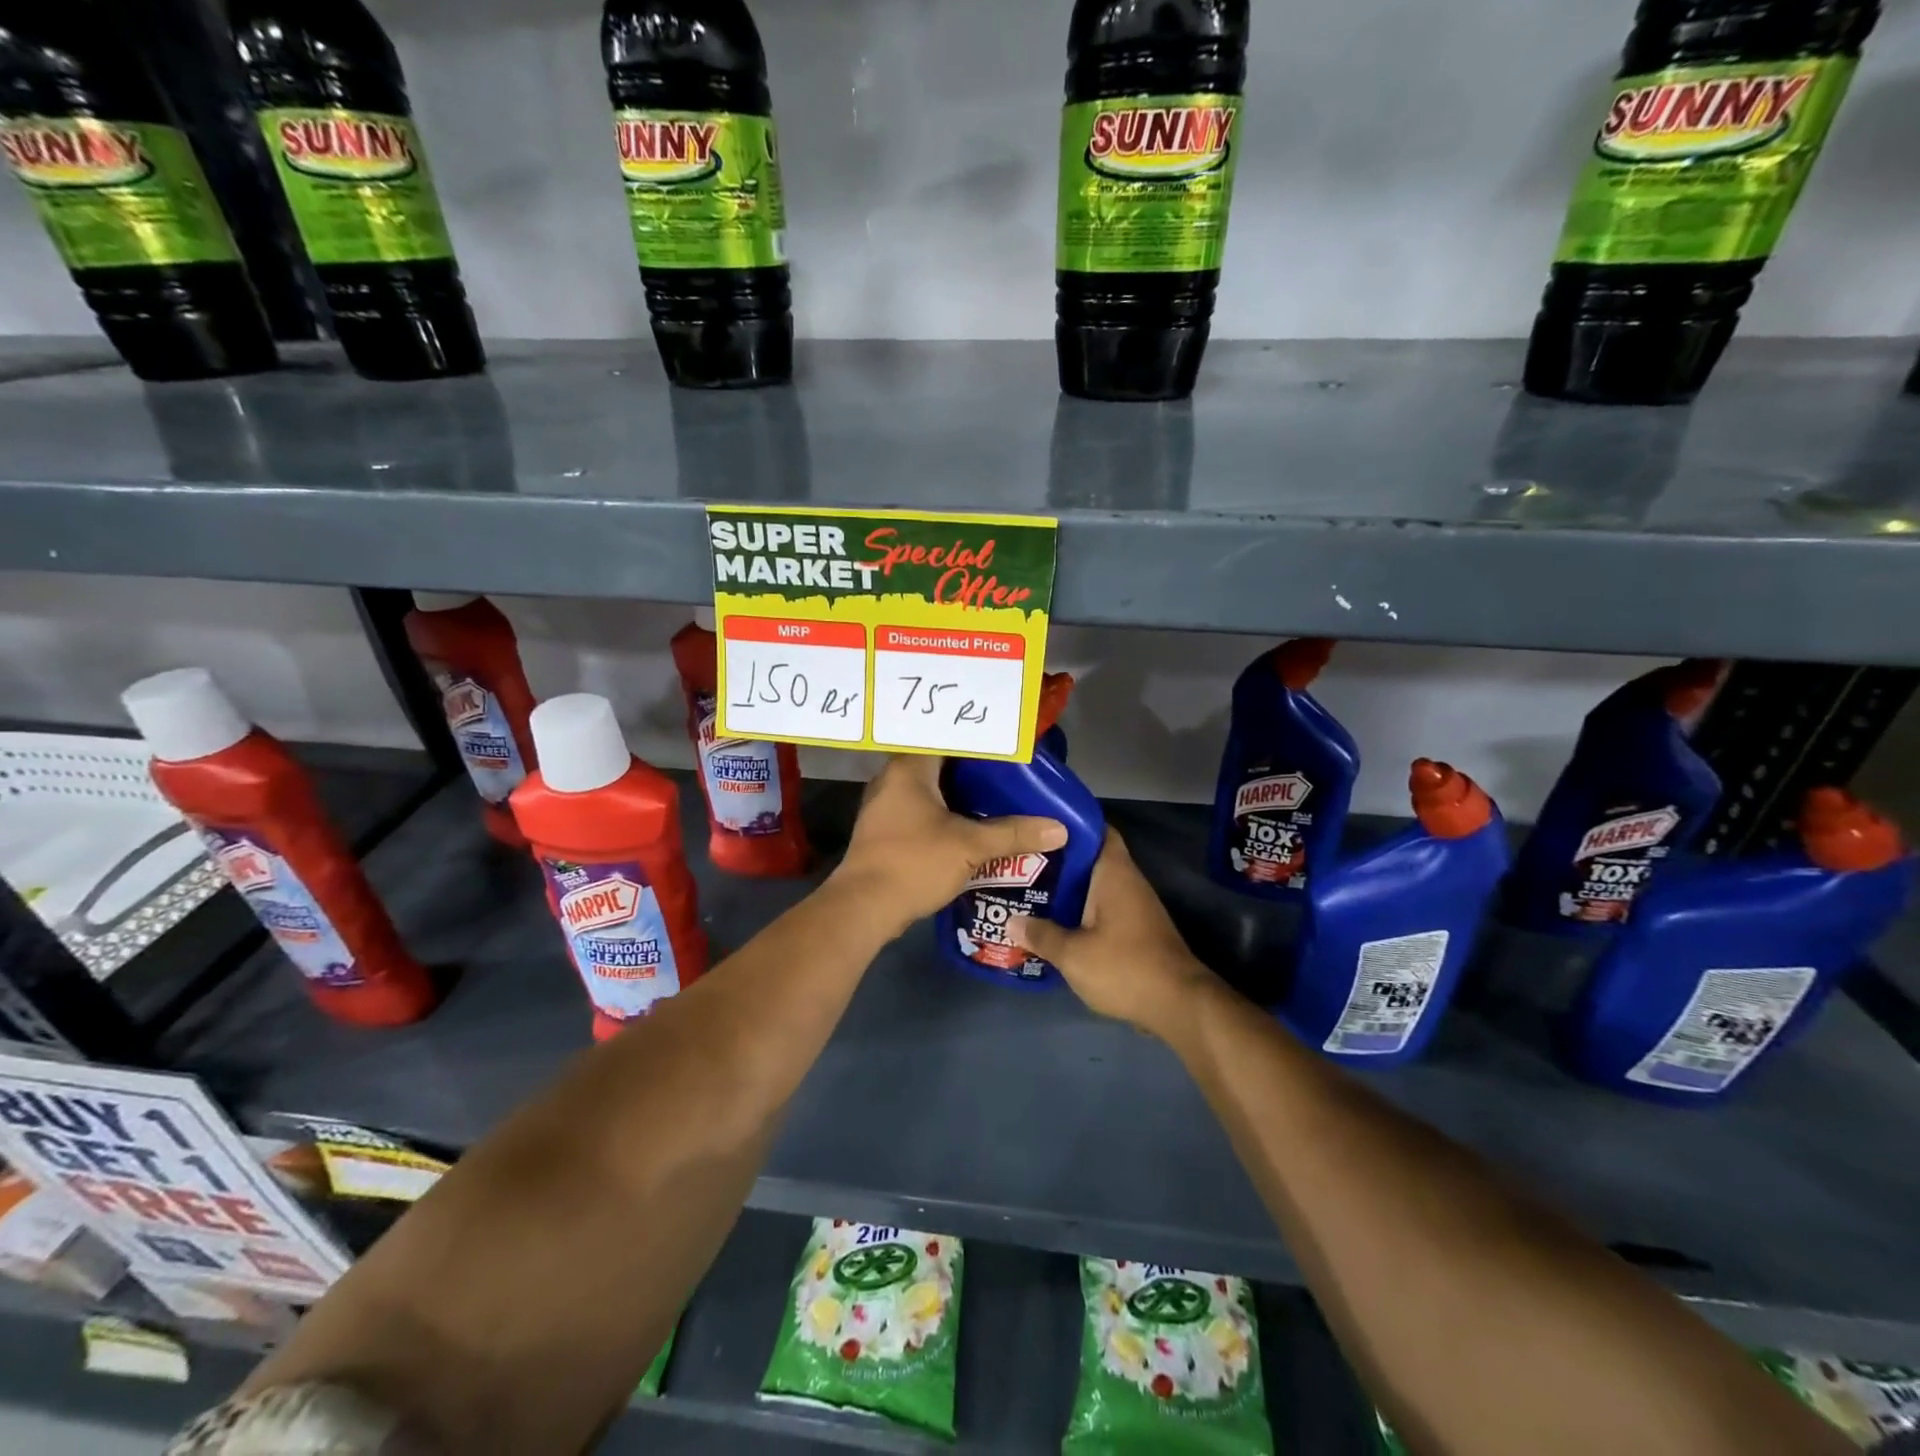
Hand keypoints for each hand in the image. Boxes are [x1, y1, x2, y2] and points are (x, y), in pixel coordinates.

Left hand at [830, 756, 1066, 932]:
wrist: (864, 907)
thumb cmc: (914, 862)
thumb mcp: (970, 847)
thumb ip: (1013, 834)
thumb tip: (1059, 829)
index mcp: (909, 768)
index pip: (947, 738)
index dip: (978, 741)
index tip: (1008, 746)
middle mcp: (892, 779)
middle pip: (940, 764)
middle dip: (974, 771)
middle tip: (1011, 773)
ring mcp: (885, 806)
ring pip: (930, 790)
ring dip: (959, 795)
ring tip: (998, 798)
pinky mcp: (884, 831)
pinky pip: (921, 811)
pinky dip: (945, 815)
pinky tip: (971, 827)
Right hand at [1008, 828, 1211, 1039]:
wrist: (1179, 1005)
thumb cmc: (1125, 967)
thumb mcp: (1073, 954)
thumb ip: (1041, 935)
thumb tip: (1011, 922)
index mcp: (1114, 872)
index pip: (1096, 829)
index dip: (1069, 823)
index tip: (1038, 826)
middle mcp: (1127, 881)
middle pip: (1090, 859)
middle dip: (1058, 860)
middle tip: (1020, 863)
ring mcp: (1135, 907)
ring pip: (1094, 886)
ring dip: (1067, 889)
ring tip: (1029, 891)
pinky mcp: (1136, 930)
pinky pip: (1102, 909)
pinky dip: (1080, 911)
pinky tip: (1054, 923)